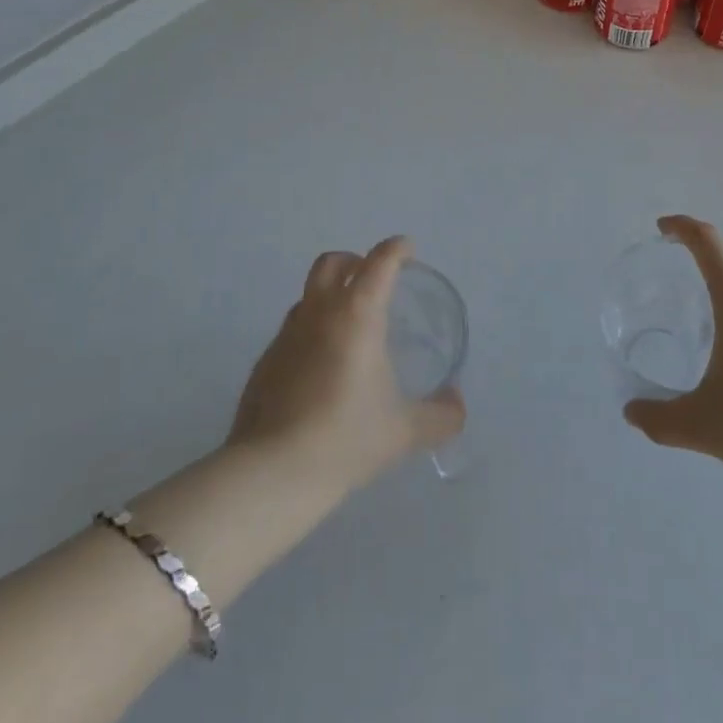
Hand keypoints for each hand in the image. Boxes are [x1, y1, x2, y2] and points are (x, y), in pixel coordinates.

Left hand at [227, 235, 464, 497]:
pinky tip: (321, 368)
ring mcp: (286, 334)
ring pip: (309, 295)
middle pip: (333, 263)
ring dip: (330, 296)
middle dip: (356, 261)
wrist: (272, 473)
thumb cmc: (346, 438)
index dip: (396, 249)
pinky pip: (292, 330)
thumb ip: (440, 415)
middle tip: (374, 280)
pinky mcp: (265, 361)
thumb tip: (457, 404)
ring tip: (349, 327)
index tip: (408, 250)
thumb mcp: (405, 431)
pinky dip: (311, 332)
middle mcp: (319, 312)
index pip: (380, 262)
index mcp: (357, 314)